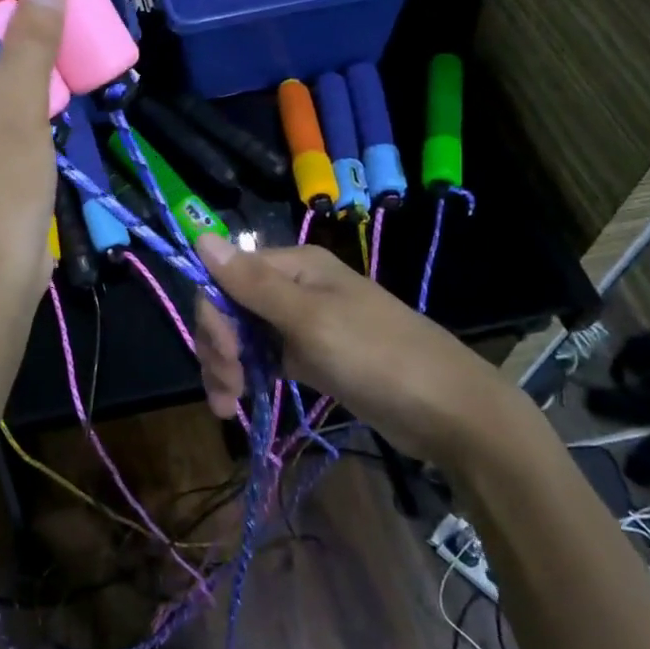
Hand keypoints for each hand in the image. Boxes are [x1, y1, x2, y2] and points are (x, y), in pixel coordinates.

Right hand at [190, 235, 525, 461]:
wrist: (448, 411)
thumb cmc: (377, 356)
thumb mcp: (309, 319)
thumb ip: (252, 283)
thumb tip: (201, 237)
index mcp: (294, 265)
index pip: (227, 276)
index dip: (214, 315)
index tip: (225, 355)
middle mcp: (293, 287)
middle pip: (231, 308)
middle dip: (219, 347)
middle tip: (228, 392)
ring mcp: (302, 323)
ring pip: (243, 337)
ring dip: (227, 368)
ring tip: (228, 407)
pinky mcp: (311, 357)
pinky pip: (264, 359)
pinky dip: (247, 379)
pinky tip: (240, 405)